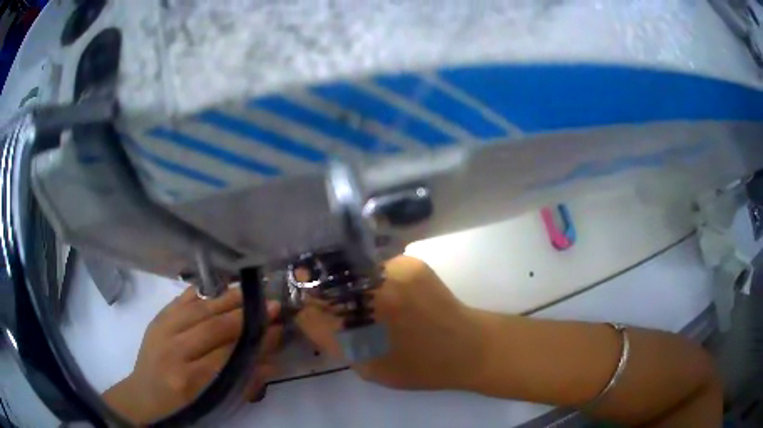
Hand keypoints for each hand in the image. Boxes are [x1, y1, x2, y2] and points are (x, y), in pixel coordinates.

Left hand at [103, 287, 282, 424]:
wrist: (145, 394)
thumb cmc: (183, 405)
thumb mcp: (214, 403)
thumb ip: (243, 382)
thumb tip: (272, 361)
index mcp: (189, 379)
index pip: (228, 355)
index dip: (255, 341)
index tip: (278, 329)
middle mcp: (173, 350)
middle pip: (213, 327)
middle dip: (245, 315)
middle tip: (271, 305)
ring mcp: (162, 330)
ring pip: (199, 309)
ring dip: (229, 299)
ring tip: (251, 293)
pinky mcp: (157, 318)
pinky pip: (183, 300)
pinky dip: (204, 293)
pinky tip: (221, 288)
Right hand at [296, 255, 484, 390]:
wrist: (467, 347)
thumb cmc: (417, 368)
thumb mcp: (367, 368)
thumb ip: (333, 342)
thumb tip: (308, 314)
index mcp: (354, 330)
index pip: (308, 309)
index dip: (307, 310)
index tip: (314, 313)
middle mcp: (367, 297)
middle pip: (324, 283)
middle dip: (326, 294)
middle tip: (342, 307)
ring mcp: (390, 274)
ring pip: (351, 272)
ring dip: (353, 284)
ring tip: (373, 301)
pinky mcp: (409, 263)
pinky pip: (378, 267)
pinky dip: (378, 279)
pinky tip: (396, 294)